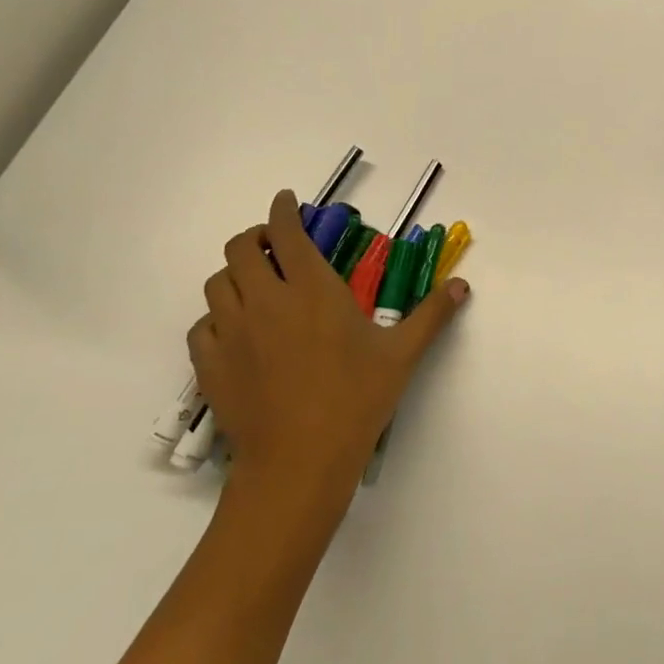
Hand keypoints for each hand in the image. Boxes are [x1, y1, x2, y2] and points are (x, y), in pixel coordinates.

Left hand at [189, 189, 468, 521]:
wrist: (299, 462)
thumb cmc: (356, 400)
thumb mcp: (402, 354)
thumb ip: (432, 314)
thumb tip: (462, 285)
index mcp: (312, 290)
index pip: (287, 233)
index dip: (283, 209)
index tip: (287, 201)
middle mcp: (264, 301)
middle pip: (240, 248)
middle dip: (256, 236)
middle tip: (277, 246)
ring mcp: (230, 332)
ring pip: (216, 283)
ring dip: (236, 274)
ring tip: (257, 286)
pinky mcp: (209, 364)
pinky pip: (201, 325)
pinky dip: (216, 317)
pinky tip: (236, 331)